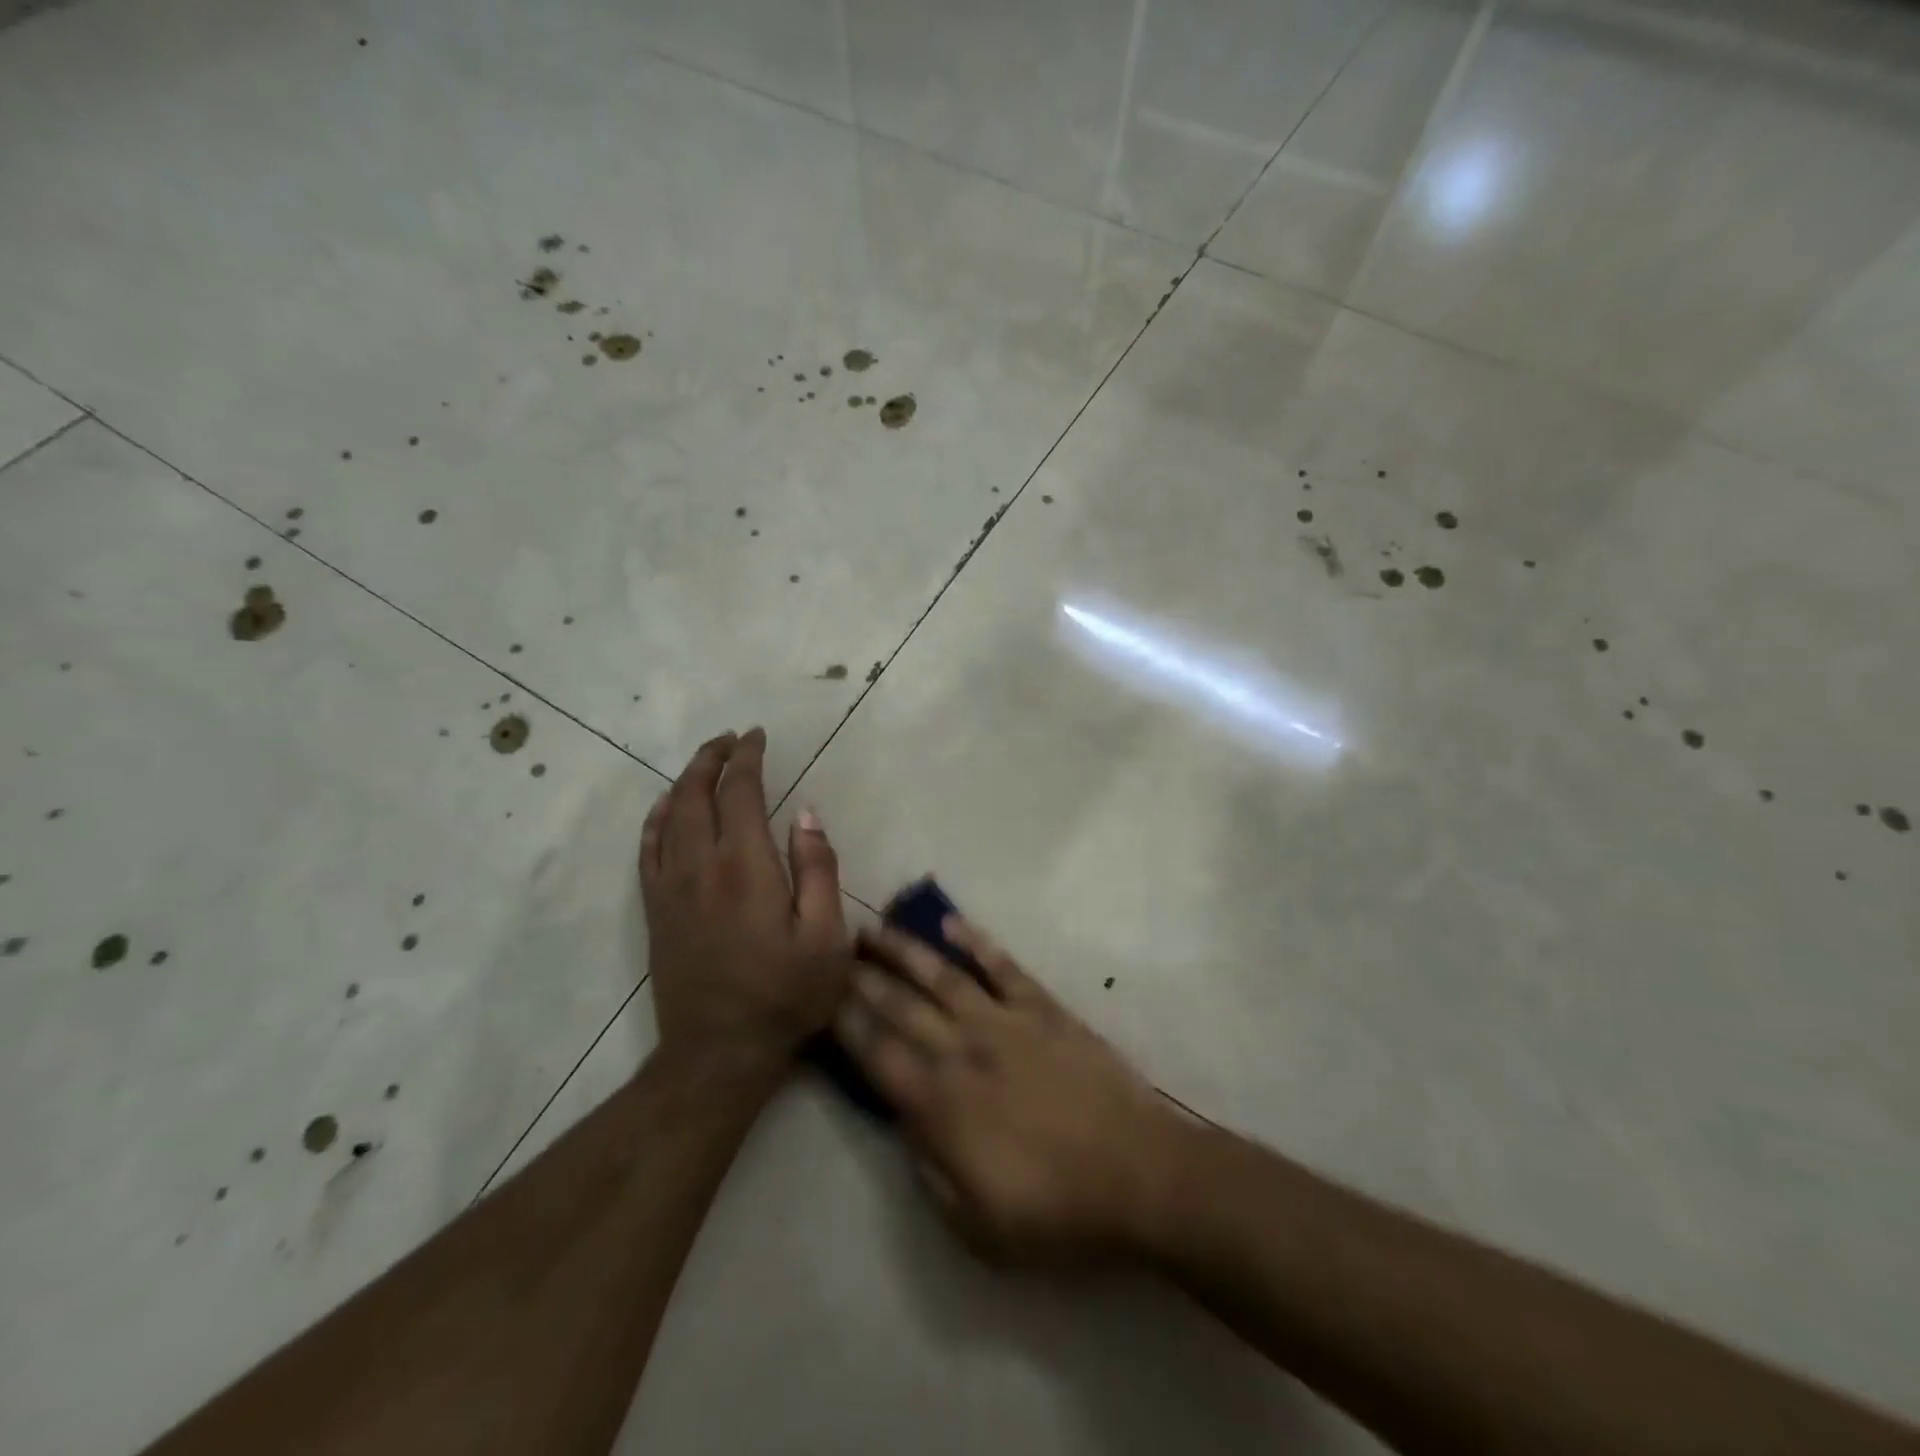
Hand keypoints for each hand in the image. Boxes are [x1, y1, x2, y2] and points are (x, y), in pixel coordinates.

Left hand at [641, 728, 851, 1073]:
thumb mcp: (827, 937)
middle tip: (730, 739)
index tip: (757, 736)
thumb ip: (818, 869)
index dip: (748, 758)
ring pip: (669, 815)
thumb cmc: (786, 995)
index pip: (741, 792)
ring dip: (685, 781)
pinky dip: (656, 819)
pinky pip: (648, 849)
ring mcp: (670, 887)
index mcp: (745, 866)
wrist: (719, 1053)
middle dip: (712, 758)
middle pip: (697, 794)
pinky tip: (665, 808)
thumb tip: (806, 814)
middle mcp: (700, 865)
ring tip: (704, 762)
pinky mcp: (656, 910)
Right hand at [835, 918, 1182, 1264]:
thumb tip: (904, 1125)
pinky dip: (975, 940)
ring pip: (942, 974)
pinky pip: (1002, 965)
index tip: (820, 997)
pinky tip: (951, 922)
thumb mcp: (975, 1225)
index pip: (876, 1053)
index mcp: (940, 1104)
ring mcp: (1004, 1021)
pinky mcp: (1043, 1007)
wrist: (1138, 1174)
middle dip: (862, 978)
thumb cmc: (1055, 1211)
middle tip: (835, 952)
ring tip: (876, 928)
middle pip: (900, 1005)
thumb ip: (928, 1171)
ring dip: (905, 949)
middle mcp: (962, 1050)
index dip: (844, 1023)